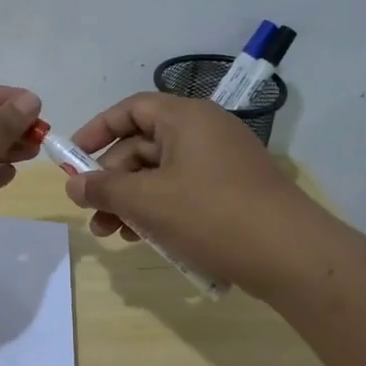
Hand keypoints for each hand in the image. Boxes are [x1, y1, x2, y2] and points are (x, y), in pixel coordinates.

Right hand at [63, 92, 325, 296]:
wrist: (293, 256)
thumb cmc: (212, 216)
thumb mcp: (148, 202)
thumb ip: (104, 189)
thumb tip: (73, 184)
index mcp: (186, 118)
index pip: (131, 109)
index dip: (97, 130)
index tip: (72, 159)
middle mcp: (205, 131)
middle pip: (143, 146)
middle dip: (112, 181)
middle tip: (92, 215)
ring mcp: (223, 163)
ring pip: (162, 174)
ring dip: (133, 202)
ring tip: (115, 236)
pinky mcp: (233, 192)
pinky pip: (185, 192)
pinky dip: (161, 211)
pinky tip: (147, 241)